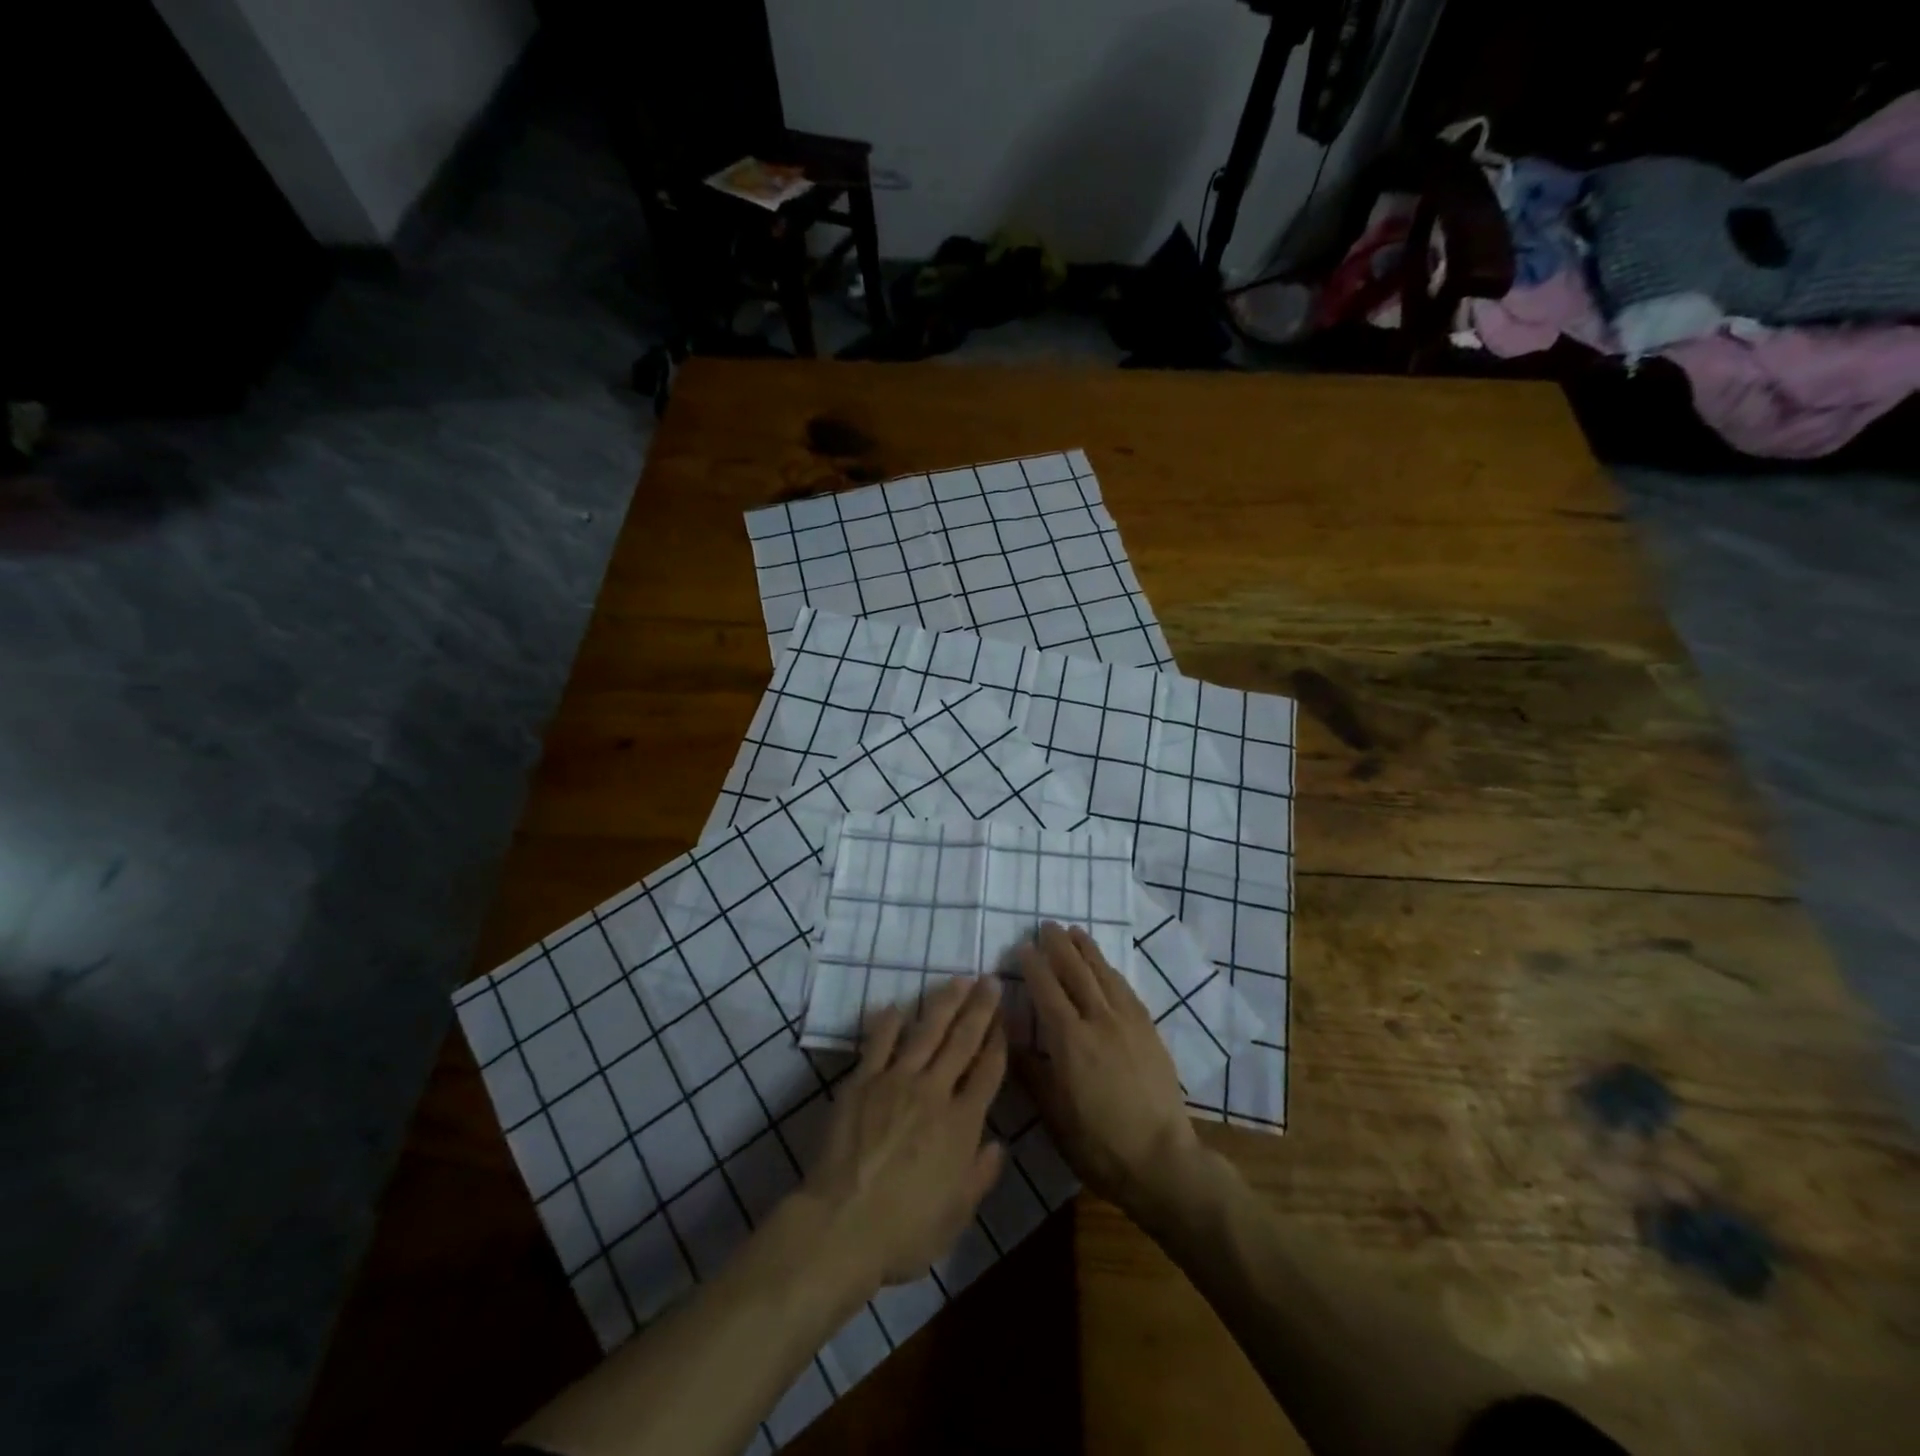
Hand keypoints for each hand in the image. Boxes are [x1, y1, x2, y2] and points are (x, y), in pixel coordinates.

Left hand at [800, 975, 1007, 1290]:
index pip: (987, 1072)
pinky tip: (898, 1006)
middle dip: (980, 1009)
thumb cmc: (904, 1232)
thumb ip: (980, 1176)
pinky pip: (880, 1043)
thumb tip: (999, 1145)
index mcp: (961, 1124)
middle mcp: (934, 1092)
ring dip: (945, 1004)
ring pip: (926, 1032)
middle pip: (962, 1041)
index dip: (999, 1042)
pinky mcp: (863, 1081)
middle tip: (990, 980)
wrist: (842, 1225)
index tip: (1006, 1018)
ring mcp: (896, 1081)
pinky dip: (890, 1023)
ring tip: (958, 980)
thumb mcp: (955, 1217)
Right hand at [1012, 922, 1202, 1212]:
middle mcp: (1098, 1020)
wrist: (1162, 1160)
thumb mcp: (1053, 1114)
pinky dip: (1111, 971)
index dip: (1033, 966)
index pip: (1046, 989)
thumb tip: (1011, 1038)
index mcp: (1069, 1040)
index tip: (1022, 947)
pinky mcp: (1149, 1031)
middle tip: (1047, 925)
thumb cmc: (1098, 1144)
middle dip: (1059, 946)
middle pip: (1076, 972)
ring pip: (1104, 974)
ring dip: (1087, 950)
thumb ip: (1031, 1071)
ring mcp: (1128, 1023)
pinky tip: (1106, 967)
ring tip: (1075, 931)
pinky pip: (1126, 989)